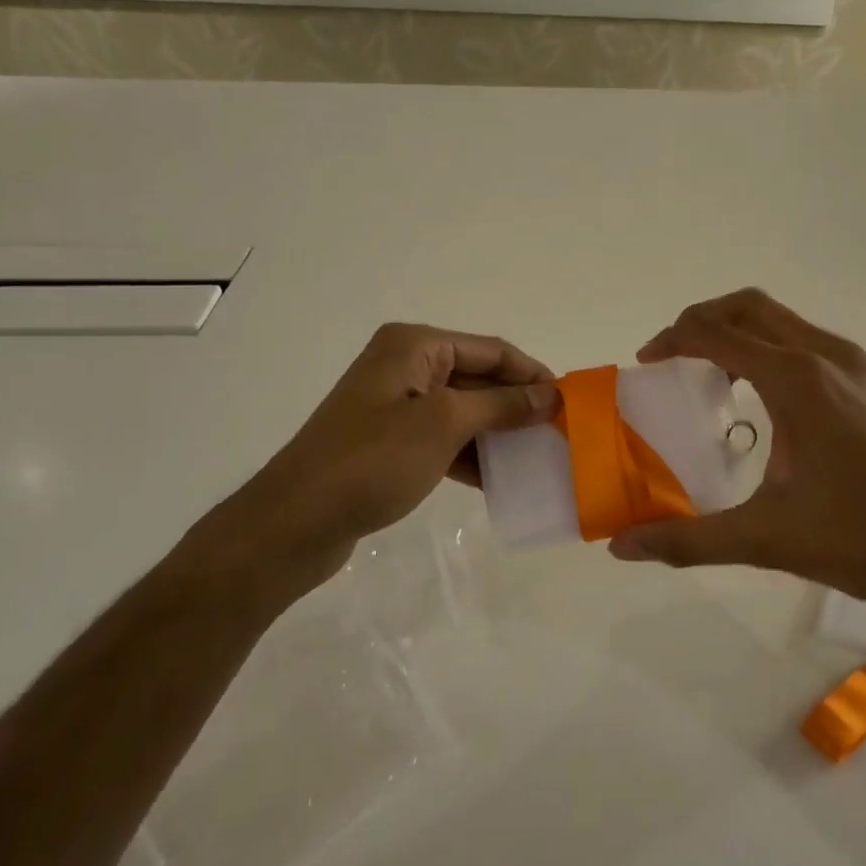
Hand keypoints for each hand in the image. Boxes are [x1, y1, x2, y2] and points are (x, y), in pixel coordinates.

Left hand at [199, 323, 558, 587]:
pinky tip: (498, 481)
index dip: (532, 374)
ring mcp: (395, 405)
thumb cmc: (373, 460)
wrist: (296, 521)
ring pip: (463, 411)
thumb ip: (502, 405)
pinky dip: (470, 454)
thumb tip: (551, 394)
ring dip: (497, 433)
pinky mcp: (390, 441)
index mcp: (415, 345)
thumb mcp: (444, 424)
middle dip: (517, 405)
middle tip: (558, 435)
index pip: (492, 350)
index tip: (570, 405)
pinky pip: (443, 438)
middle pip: (478, 378)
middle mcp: (405, 365)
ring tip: (537, 460)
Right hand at [609, 291, 865, 631]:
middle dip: (705, 320)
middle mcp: (830, 356)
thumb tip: (622, 546)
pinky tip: (784, 407)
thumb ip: (688, 539)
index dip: (673, 339)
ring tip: (723, 380)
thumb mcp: (767, 540)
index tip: (649, 362)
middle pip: (751, 308)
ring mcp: (864, 365)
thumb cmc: (864, 540)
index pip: (716, 333)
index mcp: (796, 381)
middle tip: (676, 357)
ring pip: (789, 323)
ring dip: (746, 335)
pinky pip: (819, 346)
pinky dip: (783, 353)